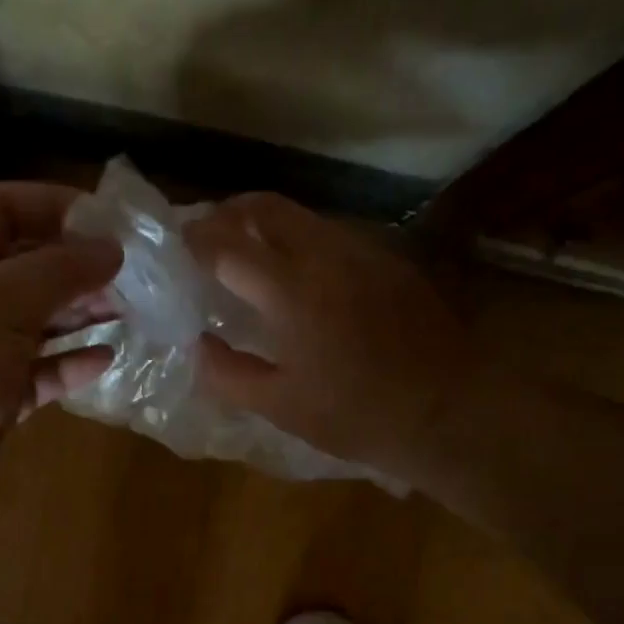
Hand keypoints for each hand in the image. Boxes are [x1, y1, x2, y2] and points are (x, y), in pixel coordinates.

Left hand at [0, 182, 120, 559]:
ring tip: (130, 311)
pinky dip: (68, 366)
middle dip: (75, 265)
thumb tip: (109, 248)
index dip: (54, 206)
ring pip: (33, 322)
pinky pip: (35, 375)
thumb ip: (56, 271)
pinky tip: (106, 360)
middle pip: (21, 266)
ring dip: (79, 314)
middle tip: (134, 274)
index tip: (113, 220)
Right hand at [184, 193, 474, 487]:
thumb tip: (198, 344)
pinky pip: (332, 233)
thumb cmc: (357, 416)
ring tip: (246, 250)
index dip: (195, 240)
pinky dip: (300, 238)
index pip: (227, 246)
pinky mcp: (388, 260)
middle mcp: (325, 256)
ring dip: (265, 223)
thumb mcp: (281, 407)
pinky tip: (298, 270)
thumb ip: (229, 373)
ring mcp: (362, 252)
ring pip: (302, 216)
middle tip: (206, 235)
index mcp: (291, 292)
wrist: (448, 411)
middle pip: (265, 208)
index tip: (175, 245)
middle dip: (228, 213)